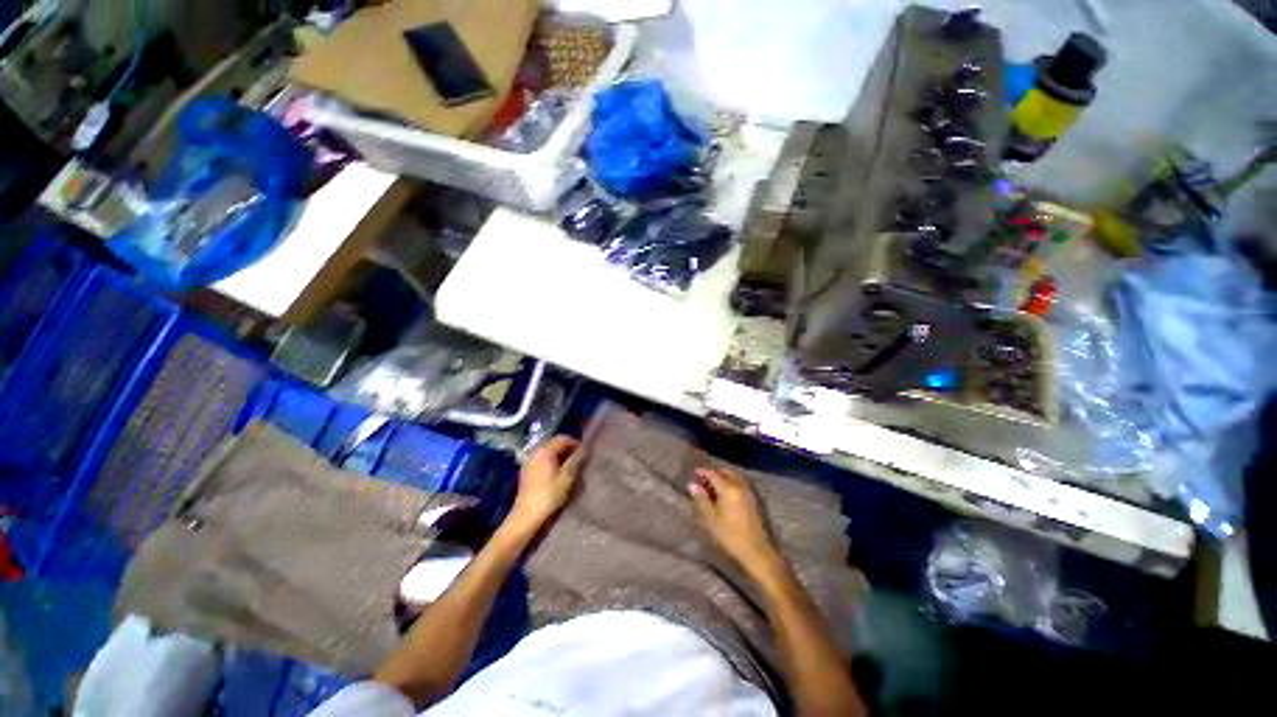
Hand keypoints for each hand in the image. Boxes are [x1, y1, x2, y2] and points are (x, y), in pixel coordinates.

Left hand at [507, 436, 581, 530]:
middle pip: (554, 443)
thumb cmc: (549, 494)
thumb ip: (576, 460)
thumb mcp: (567, 477)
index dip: (574, 443)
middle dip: (567, 448)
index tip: (583, 453)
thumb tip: (583, 449)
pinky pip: (541, 459)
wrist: (527, 514)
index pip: (562, 438)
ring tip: (568, 467)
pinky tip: (556, 473)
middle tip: (577, 460)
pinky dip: (550, 461)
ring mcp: (529, 461)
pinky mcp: (526, 470)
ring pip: (547, 451)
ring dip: (559, 455)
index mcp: (545, 450)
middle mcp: (535, 451)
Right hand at [689, 467, 782, 575]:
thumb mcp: (711, 517)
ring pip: (734, 477)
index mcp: (728, 488)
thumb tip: (692, 485)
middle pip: (725, 472)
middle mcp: (739, 485)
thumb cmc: (729, 534)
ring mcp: (748, 492)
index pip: (713, 474)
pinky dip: (730, 482)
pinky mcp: (752, 499)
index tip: (694, 472)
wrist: (755, 550)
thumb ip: (701, 499)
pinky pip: (739, 483)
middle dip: (714, 473)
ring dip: (723, 477)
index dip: (703, 472)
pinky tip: (724, 493)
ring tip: (712, 486)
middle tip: (703, 480)